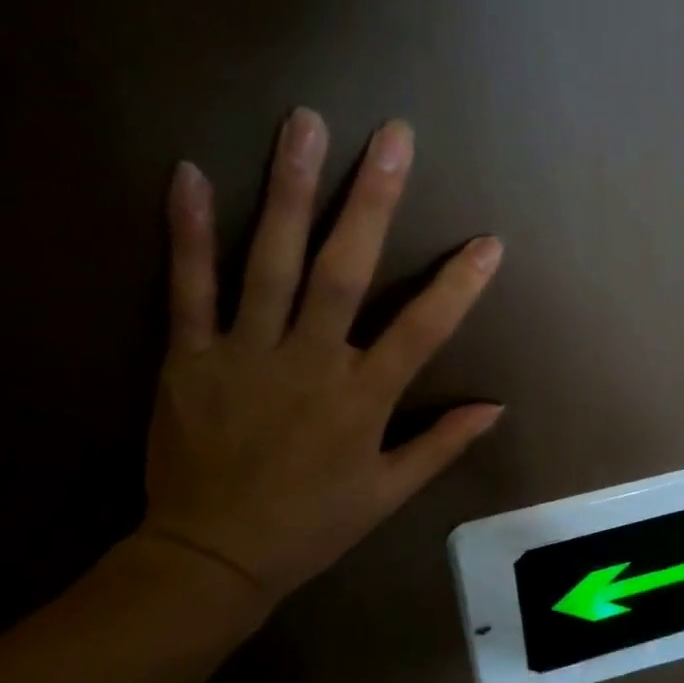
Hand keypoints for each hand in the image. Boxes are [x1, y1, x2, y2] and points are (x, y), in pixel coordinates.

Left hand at [137, 109, 503, 610]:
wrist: (212, 556)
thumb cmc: (311, 524)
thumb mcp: (387, 494)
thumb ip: (441, 445)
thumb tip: (495, 407)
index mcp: (361, 400)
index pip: (421, 331)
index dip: (459, 286)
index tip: (489, 241)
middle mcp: (308, 364)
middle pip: (345, 272)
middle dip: (372, 201)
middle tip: (392, 136)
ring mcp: (244, 355)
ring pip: (269, 263)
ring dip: (288, 191)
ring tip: (304, 125)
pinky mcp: (188, 358)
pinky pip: (188, 289)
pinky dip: (188, 233)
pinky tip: (188, 173)